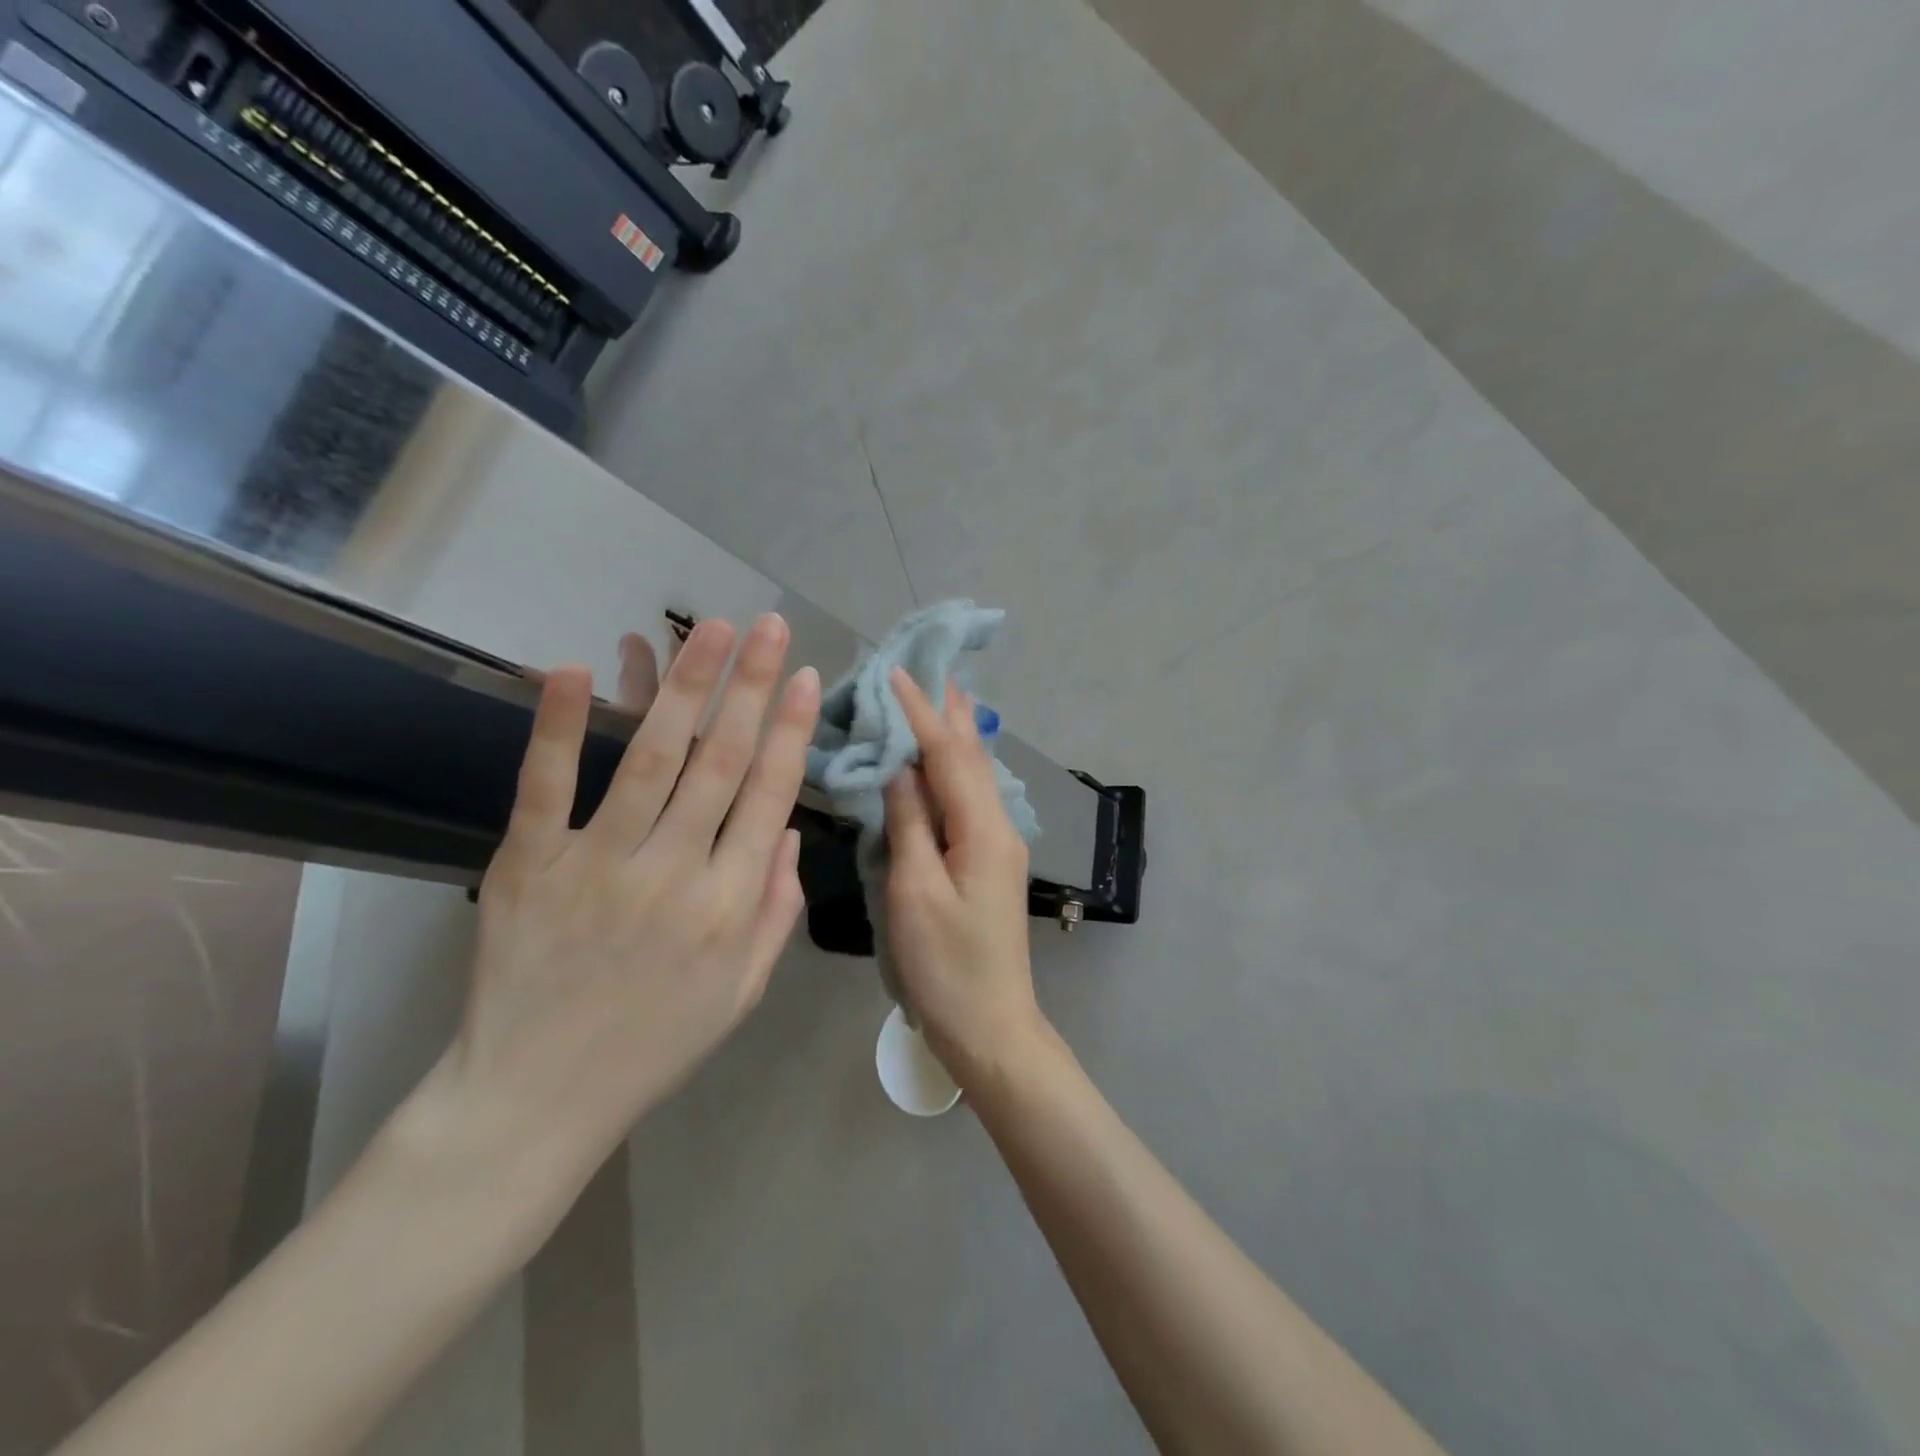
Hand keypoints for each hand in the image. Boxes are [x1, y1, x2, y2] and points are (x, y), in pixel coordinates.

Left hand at [407, 614, 819, 1244]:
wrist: (536, 1100)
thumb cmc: (655, 1045)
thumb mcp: (742, 992)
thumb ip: (775, 910)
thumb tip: (790, 832)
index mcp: (730, 905)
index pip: (771, 795)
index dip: (793, 730)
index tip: (807, 678)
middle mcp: (675, 874)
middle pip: (722, 761)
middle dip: (753, 686)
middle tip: (772, 626)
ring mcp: (598, 866)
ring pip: (652, 759)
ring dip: (685, 687)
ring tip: (712, 630)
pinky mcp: (529, 867)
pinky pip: (546, 788)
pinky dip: (559, 727)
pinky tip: (575, 668)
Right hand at [883, 670, 1044, 1084]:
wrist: (991, 1026)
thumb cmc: (946, 965)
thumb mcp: (915, 893)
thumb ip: (909, 825)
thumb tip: (900, 769)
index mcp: (982, 831)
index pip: (948, 756)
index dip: (921, 713)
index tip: (896, 673)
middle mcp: (999, 828)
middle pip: (973, 758)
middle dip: (952, 713)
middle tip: (935, 669)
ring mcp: (999, 846)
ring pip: (977, 777)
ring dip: (958, 736)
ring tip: (945, 699)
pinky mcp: (990, 864)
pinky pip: (973, 800)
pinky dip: (957, 770)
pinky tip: (949, 763)